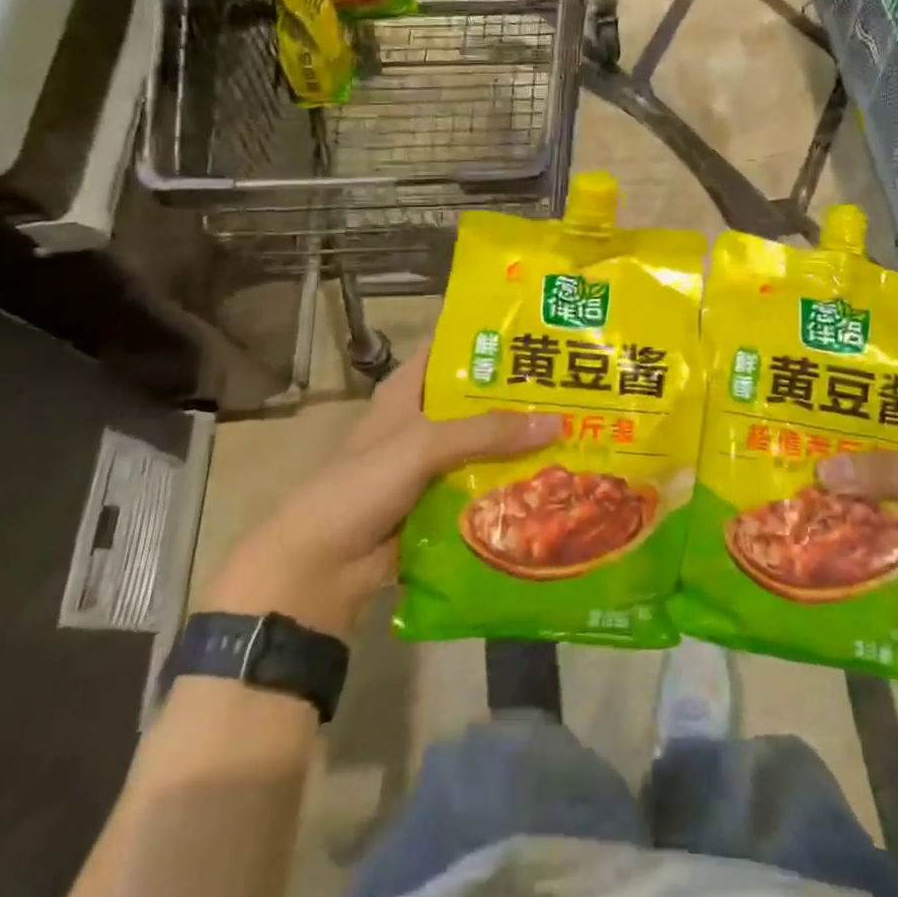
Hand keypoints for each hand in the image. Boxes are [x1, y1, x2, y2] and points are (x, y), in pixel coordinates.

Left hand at [204, 344, 556, 637]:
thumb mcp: (423, 445)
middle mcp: (423, 419)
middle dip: (521, 394)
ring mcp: (432, 463)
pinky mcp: (441, 502)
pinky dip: (511, 484)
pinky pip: (484, 485)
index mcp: (409, 389)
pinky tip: (554, 481)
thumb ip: (487, 431)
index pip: (453, 346)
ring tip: (579, 429)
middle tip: (579, 383)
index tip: (541, 326)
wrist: (318, 570)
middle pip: (479, 397)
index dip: (492, 335)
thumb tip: (558, 423)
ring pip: (486, 444)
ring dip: (522, 443)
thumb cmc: (361, 486)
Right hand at [818, 398, 897, 640]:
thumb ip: (892, 471)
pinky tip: (819, 502)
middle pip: (890, 434)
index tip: (820, 379)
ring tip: (796, 460)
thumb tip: (821, 470)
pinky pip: (886, 509)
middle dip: (849, 433)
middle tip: (795, 423)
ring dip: (850, 473)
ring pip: (885, 473)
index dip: (868, 386)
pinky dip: (859, 507)